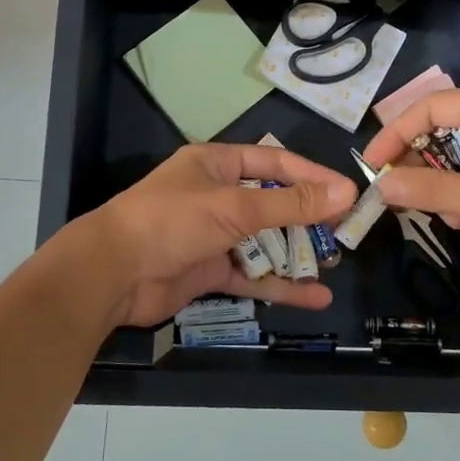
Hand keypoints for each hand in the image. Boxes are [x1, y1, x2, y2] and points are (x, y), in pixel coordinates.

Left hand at [87, 143, 357, 327]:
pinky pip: (252, 275)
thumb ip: (291, 203)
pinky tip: (314, 297)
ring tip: (334, 263)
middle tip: (346, 231)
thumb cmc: (172, 221)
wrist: (112, 274)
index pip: (275, 163)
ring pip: (264, 241)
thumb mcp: (234, 207)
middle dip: (307, 218)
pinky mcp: (208, 270)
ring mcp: (212, 235)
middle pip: (272, 203)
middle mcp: (216, 195)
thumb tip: (345, 191)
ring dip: (296, 253)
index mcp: (216, 165)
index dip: (312, 176)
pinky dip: (279, 285)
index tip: (347, 192)